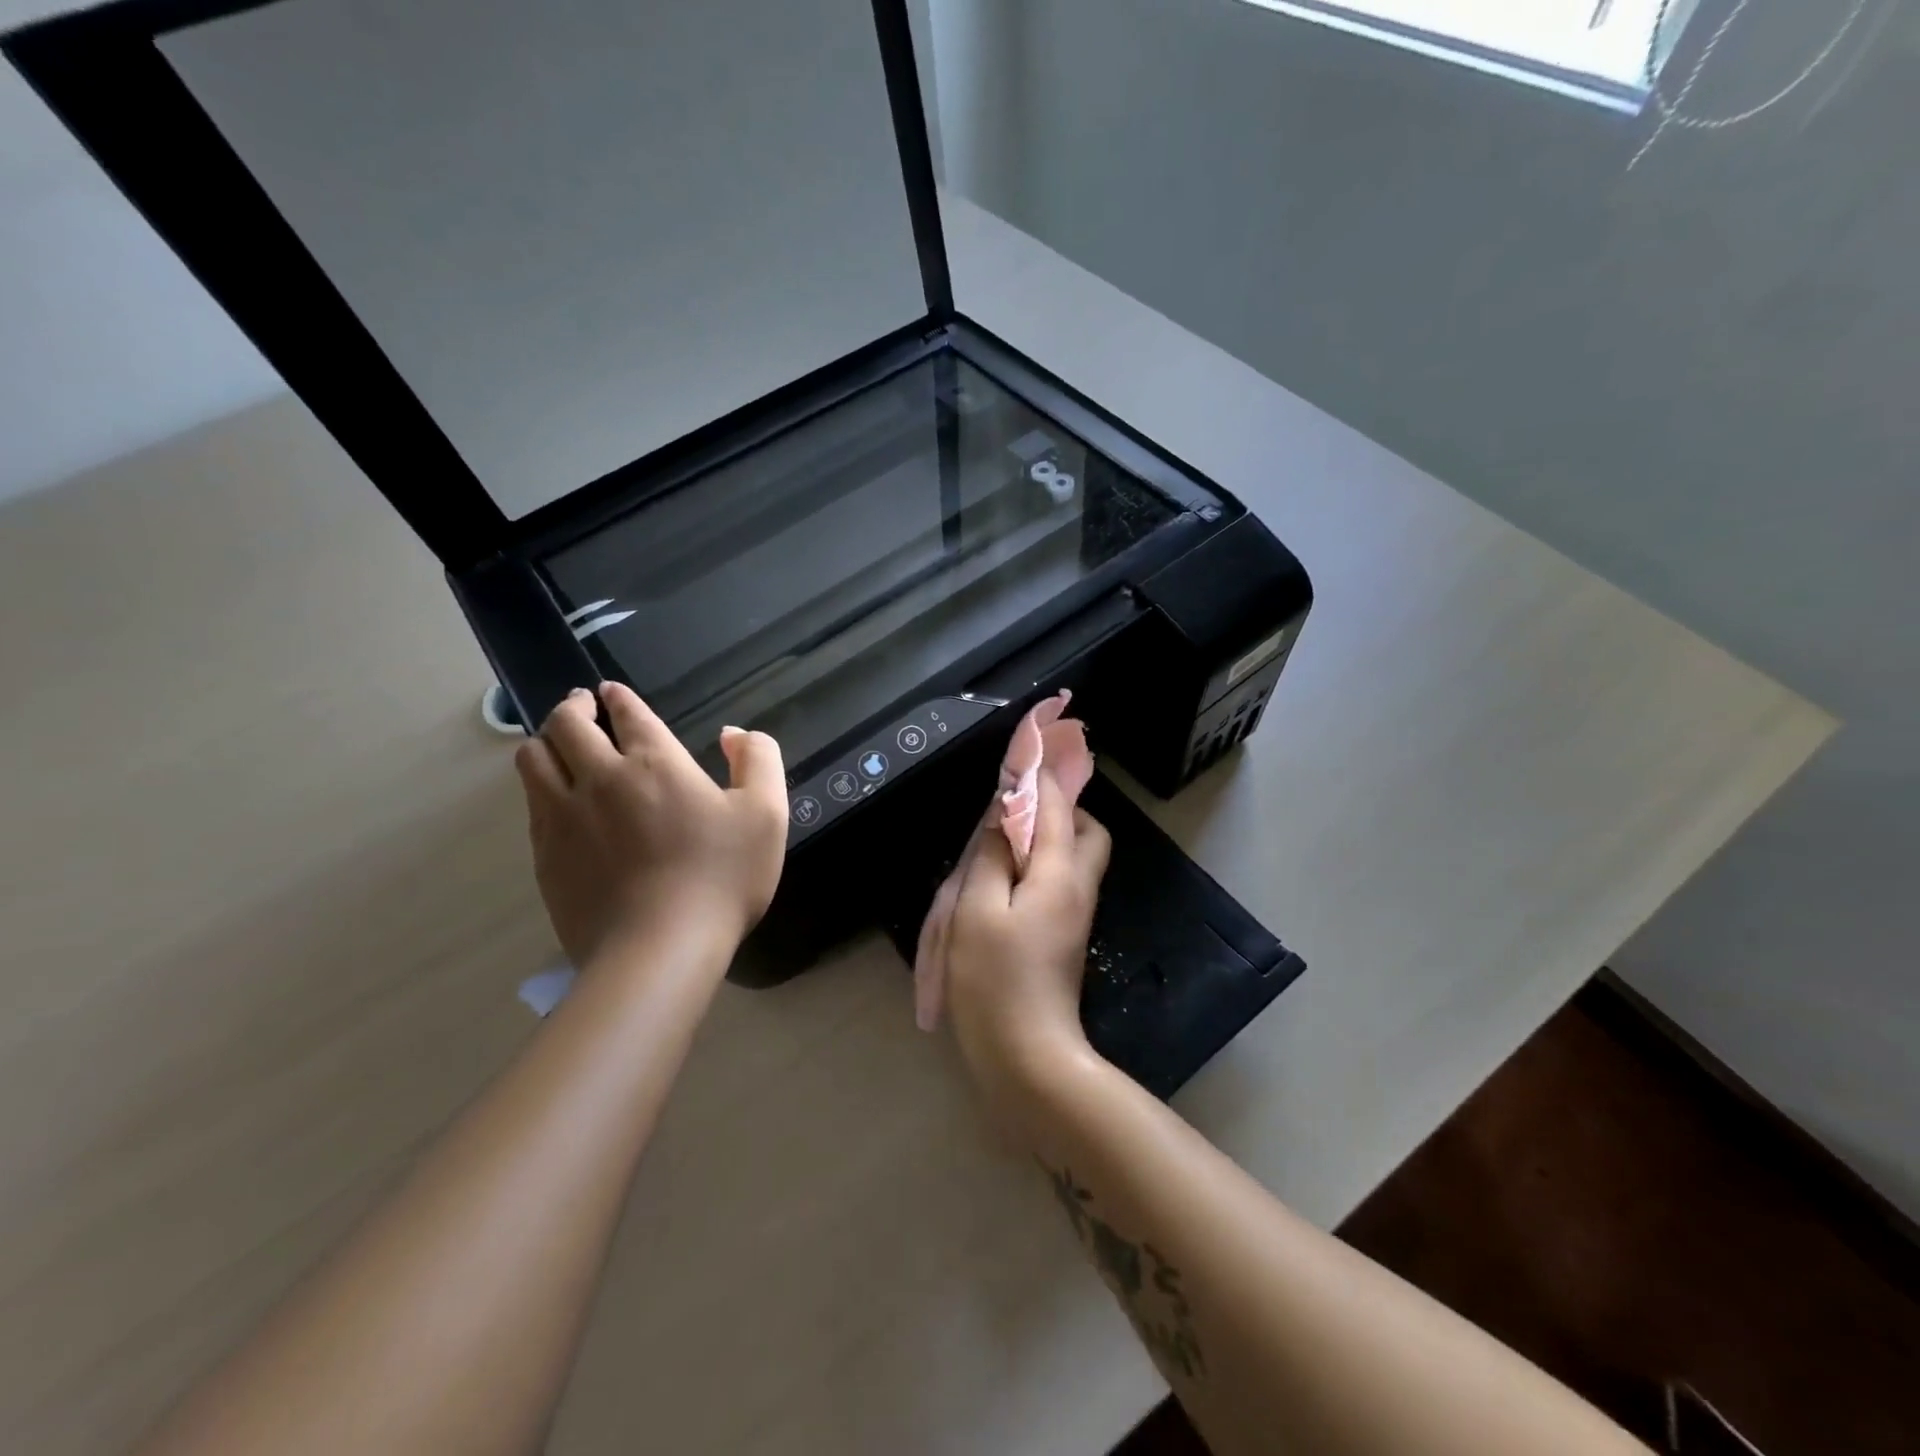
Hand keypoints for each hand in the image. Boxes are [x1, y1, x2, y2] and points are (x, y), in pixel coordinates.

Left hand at [514, 683, 787, 969]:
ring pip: (533, 759)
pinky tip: (556, 799)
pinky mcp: (544, 855)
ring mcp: (563, 817)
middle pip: (566, 724)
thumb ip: (758, 760)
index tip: (612, 692)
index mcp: (654, 762)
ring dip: (545, 741)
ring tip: (558, 745)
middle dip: (573, 706)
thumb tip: (733, 734)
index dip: (618, 697)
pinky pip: (531, 804)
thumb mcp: (767, 813)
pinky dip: (540, 787)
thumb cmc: (721, 877)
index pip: (627, 712)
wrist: (658, 949)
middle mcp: (599, 778)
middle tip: (581, 705)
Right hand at [943, 769, 1111, 1100]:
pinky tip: (1007, 876)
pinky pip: (1063, 880)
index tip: (1023, 751)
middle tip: (1016, 809)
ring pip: (1078, 855)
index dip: (1040, 775)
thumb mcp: (977, 910)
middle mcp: (1078, 887)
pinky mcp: (1067, 935)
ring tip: (1004, 839)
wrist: (1027, 1055)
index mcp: (1058, 873)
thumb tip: (1002, 815)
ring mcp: (1076, 914)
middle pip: (1087, 830)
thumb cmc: (995, 979)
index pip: (1056, 806)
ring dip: (1050, 835)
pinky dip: (1042, 863)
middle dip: (1060, 808)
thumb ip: (990, 856)